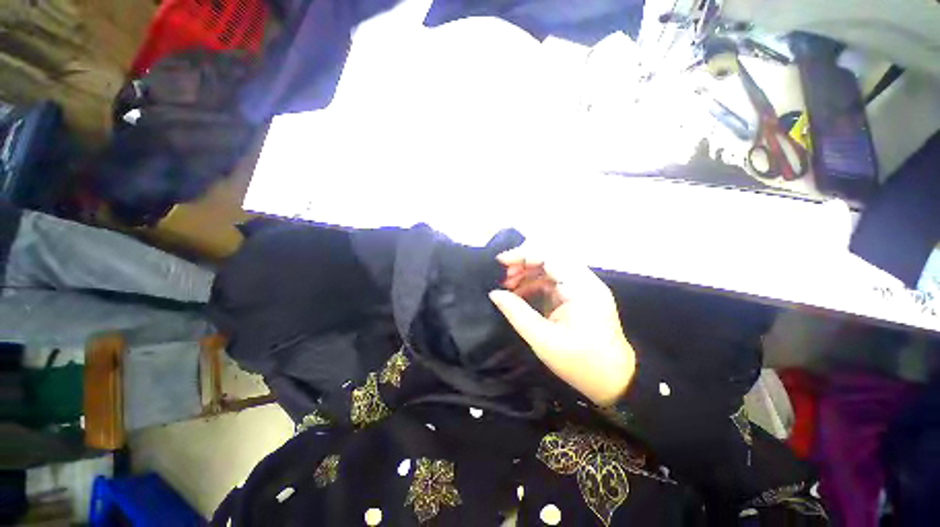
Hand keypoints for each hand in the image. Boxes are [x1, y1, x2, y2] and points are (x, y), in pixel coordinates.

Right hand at [488, 245, 635, 406]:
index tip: (500, 263)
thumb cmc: (581, 363)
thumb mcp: (543, 340)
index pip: (550, 256)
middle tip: (503, 278)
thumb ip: (517, 313)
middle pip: (551, 258)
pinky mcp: (579, 296)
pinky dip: (535, 284)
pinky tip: (520, 294)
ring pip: (551, 268)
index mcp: (581, 288)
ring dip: (528, 273)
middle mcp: (585, 282)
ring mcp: (583, 288)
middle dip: (524, 263)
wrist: (615, 381)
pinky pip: (554, 281)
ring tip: (508, 286)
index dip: (523, 254)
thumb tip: (495, 294)